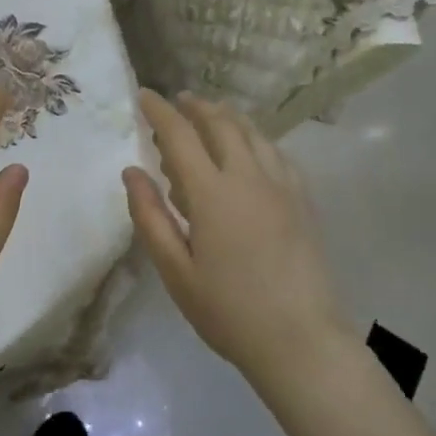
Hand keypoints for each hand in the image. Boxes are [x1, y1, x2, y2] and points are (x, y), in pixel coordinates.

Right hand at [123, 90, 350, 380]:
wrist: (301, 340)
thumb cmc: (228, 311)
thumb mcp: (175, 270)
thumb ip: (150, 216)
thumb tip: (132, 171)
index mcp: (213, 193)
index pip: (180, 135)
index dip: (160, 111)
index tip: (144, 95)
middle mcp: (249, 177)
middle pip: (221, 123)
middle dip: (197, 106)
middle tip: (180, 100)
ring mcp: (282, 186)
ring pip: (254, 133)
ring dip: (228, 117)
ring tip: (212, 115)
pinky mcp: (304, 200)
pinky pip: (277, 153)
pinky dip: (257, 139)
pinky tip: (252, 149)